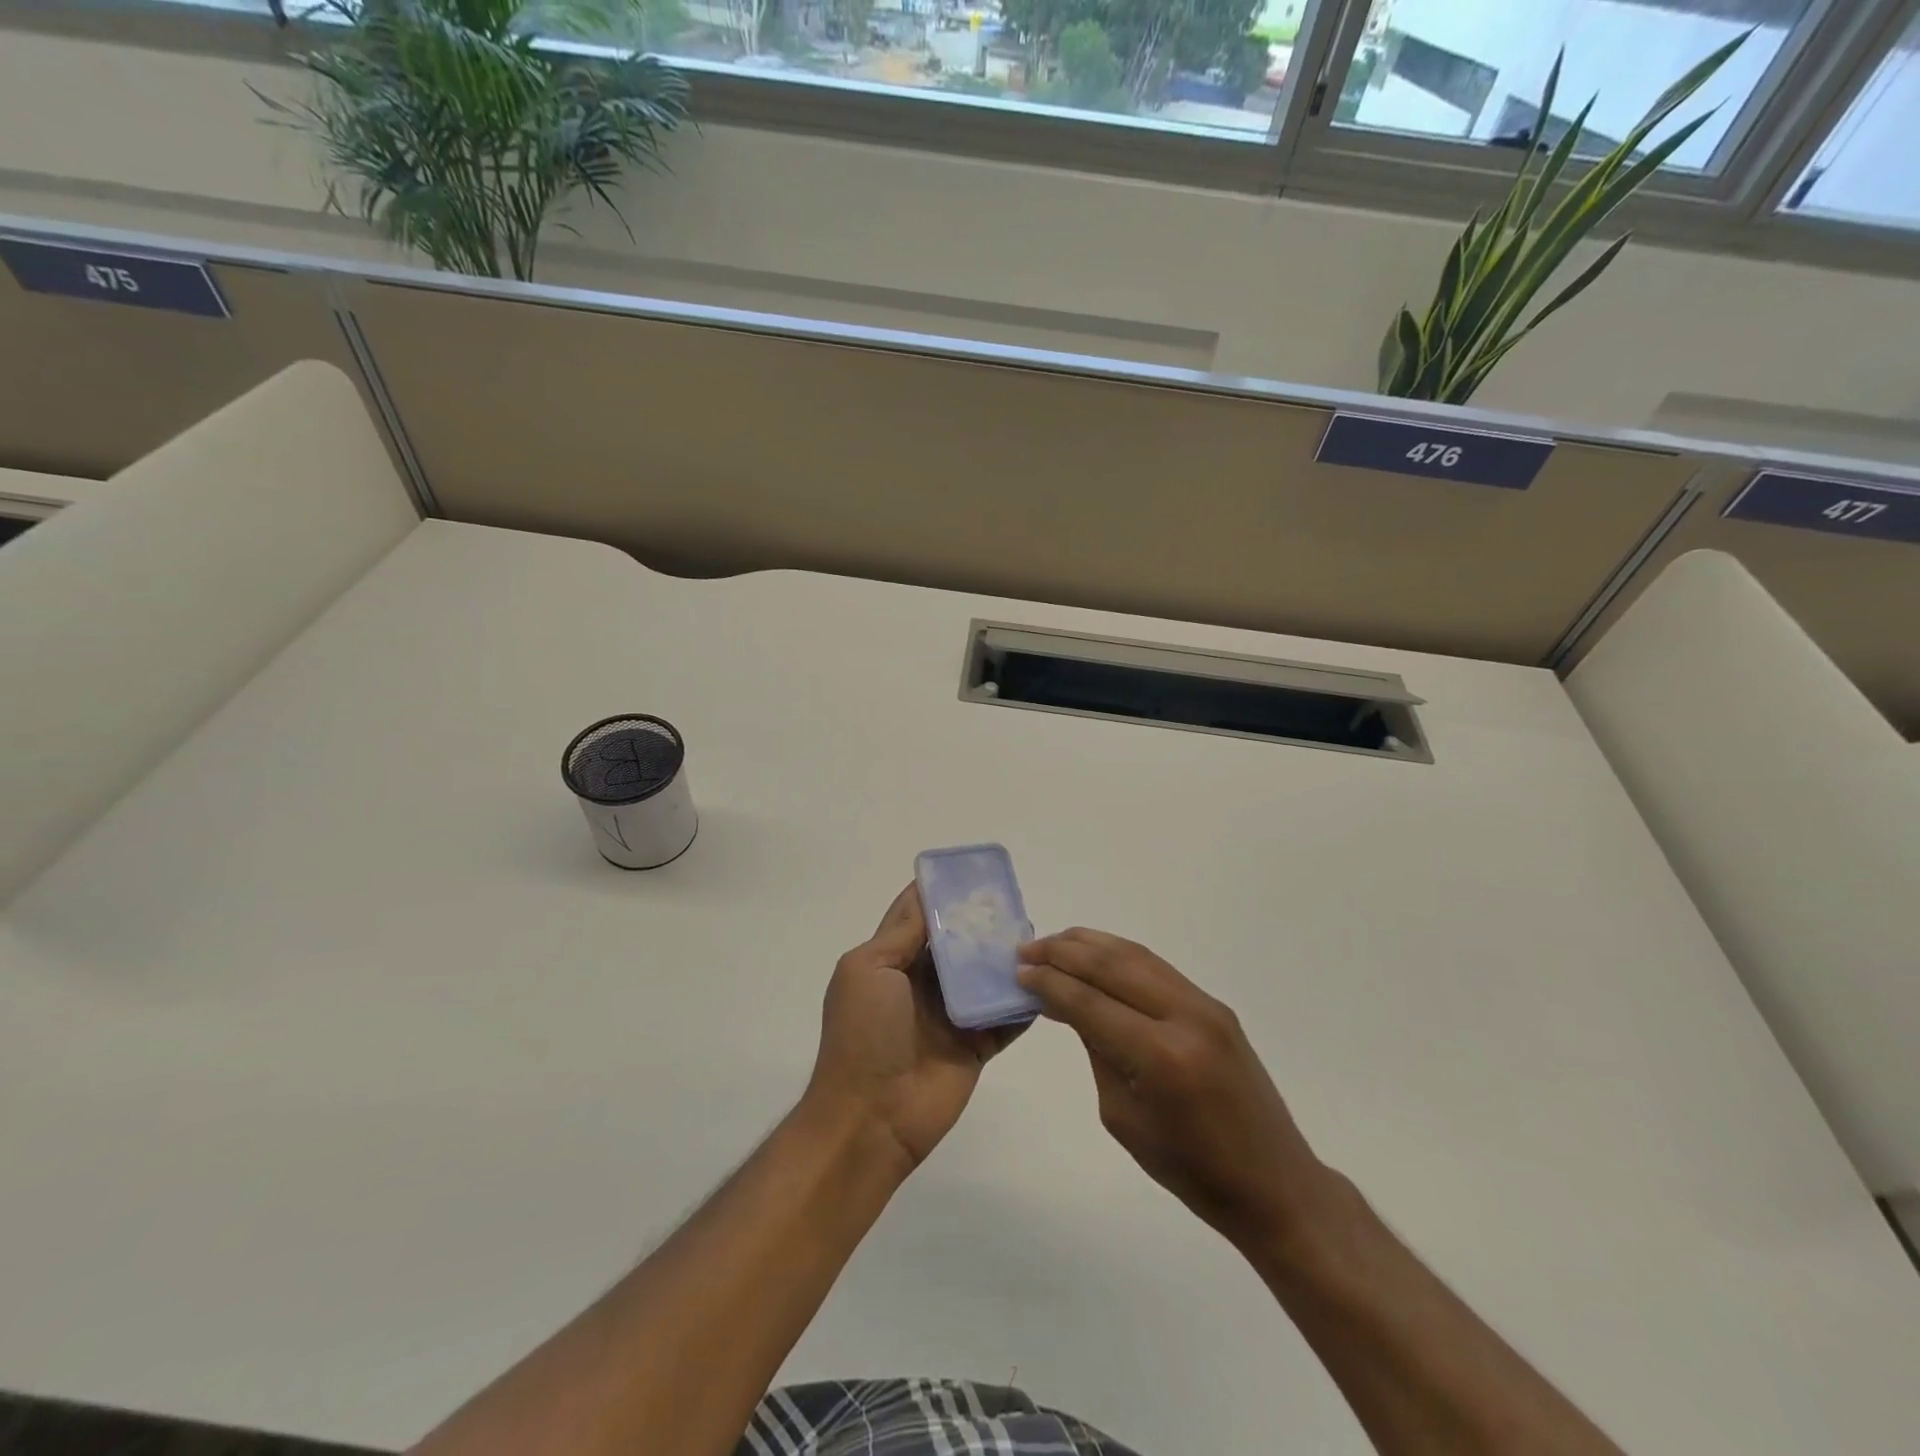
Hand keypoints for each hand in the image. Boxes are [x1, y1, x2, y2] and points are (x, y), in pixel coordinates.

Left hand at [807, 885, 1022, 1170]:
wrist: (872, 1118)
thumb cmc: (863, 1034)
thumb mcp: (869, 970)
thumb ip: (901, 935)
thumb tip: (924, 893)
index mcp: (891, 963)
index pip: (917, 917)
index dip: (939, 893)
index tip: (970, 871)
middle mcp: (922, 984)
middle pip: (957, 945)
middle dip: (981, 923)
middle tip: (1014, 901)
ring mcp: (950, 1016)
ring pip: (984, 978)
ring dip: (1005, 959)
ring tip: (1036, 936)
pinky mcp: (975, 1046)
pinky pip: (1005, 1018)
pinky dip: (1023, 1002)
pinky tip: (1046, 980)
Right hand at [1017, 928, 1329, 1251]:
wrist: (1273, 1182)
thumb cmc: (1190, 1170)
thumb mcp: (1124, 1117)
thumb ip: (1098, 1051)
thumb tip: (1071, 1003)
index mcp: (1161, 1057)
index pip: (1090, 1003)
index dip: (1050, 984)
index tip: (1018, 973)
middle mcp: (1185, 1017)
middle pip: (1112, 967)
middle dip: (1063, 953)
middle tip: (1026, 950)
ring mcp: (1206, 1005)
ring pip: (1136, 956)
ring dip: (1091, 945)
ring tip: (1054, 942)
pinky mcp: (1215, 1005)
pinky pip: (1157, 968)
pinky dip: (1120, 955)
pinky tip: (1097, 954)